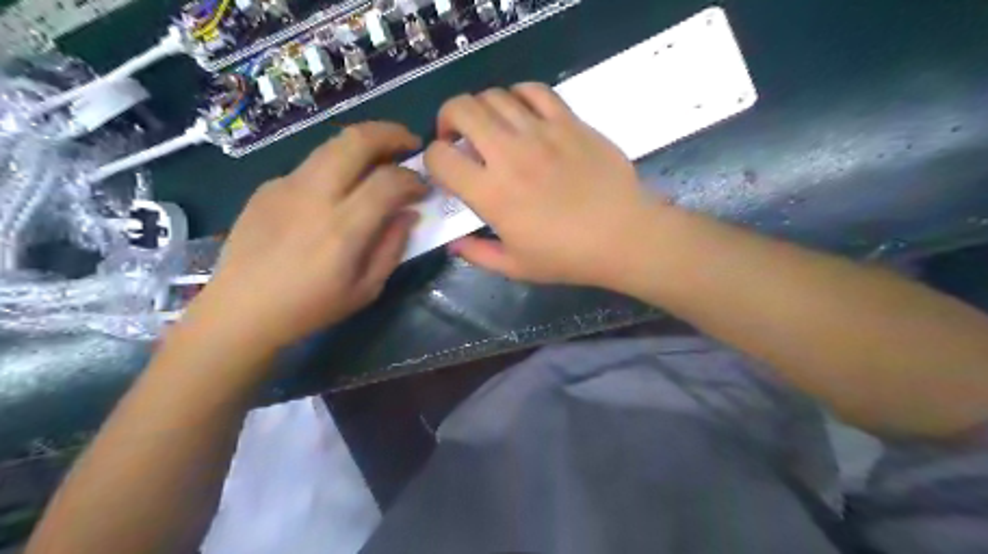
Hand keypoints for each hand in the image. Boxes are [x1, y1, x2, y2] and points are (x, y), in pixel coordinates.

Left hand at [187, 123, 426, 353]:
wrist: (240, 310)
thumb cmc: (310, 307)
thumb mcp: (366, 289)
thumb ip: (392, 247)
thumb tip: (408, 213)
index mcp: (343, 228)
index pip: (389, 181)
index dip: (414, 179)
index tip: (424, 188)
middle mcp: (314, 196)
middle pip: (356, 141)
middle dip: (391, 134)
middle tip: (409, 143)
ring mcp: (286, 186)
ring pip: (331, 144)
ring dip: (363, 144)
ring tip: (379, 160)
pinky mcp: (267, 187)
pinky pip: (311, 166)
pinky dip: (335, 168)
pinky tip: (336, 193)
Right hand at [422, 84, 661, 288]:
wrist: (623, 236)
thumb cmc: (568, 257)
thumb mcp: (516, 267)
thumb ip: (477, 254)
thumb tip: (453, 244)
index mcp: (491, 193)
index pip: (440, 157)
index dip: (431, 160)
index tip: (445, 170)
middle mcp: (509, 155)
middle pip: (460, 109)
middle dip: (447, 118)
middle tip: (457, 137)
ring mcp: (541, 132)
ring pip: (494, 96)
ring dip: (481, 108)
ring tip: (490, 127)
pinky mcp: (569, 122)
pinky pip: (534, 90)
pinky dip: (518, 95)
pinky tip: (521, 113)